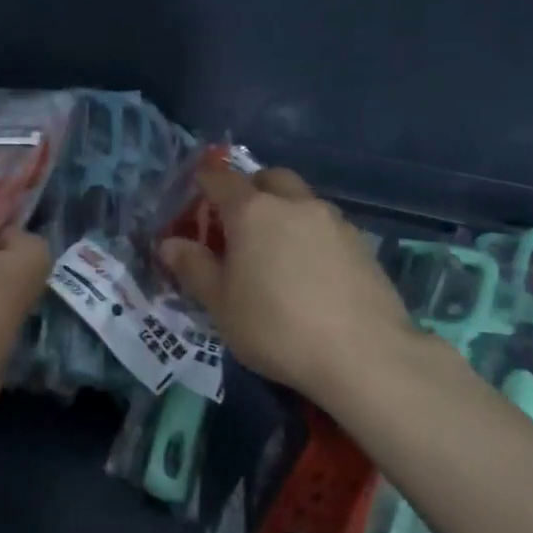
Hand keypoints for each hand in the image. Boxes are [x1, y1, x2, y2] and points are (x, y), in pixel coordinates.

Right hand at [159, 167, 420, 404]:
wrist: (363, 354)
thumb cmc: (276, 327)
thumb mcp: (221, 304)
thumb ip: (193, 268)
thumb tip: (169, 244)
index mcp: (252, 211)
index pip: (220, 179)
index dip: (203, 184)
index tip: (195, 200)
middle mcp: (294, 203)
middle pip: (268, 178)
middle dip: (250, 190)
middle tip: (238, 225)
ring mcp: (333, 221)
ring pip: (301, 200)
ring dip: (283, 212)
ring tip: (275, 252)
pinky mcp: (361, 244)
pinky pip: (326, 226)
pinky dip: (310, 235)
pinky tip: (310, 272)